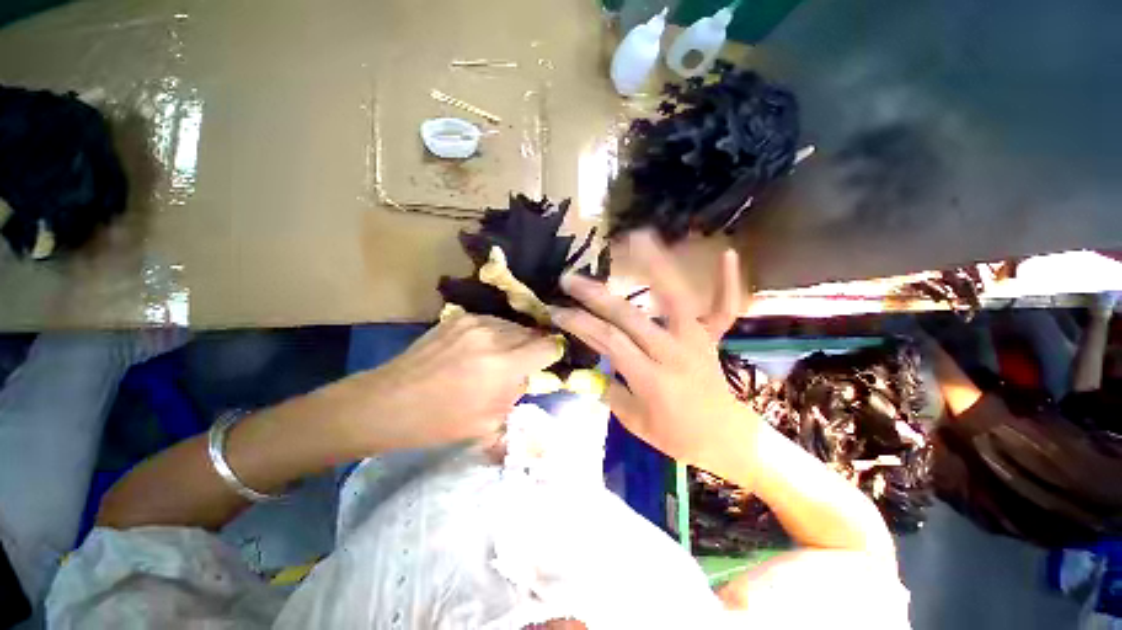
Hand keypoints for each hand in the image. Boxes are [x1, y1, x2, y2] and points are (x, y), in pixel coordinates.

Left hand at [354, 313, 563, 450]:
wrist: (393, 402)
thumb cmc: (441, 422)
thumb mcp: (489, 423)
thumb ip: (514, 396)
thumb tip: (523, 379)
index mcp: (504, 365)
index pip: (548, 345)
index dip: (553, 355)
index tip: (548, 366)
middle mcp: (492, 335)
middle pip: (529, 332)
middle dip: (531, 348)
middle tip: (522, 369)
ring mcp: (470, 323)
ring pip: (507, 325)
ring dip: (510, 340)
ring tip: (497, 361)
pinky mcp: (453, 320)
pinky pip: (485, 323)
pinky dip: (489, 335)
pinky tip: (476, 352)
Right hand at [550, 231, 753, 474]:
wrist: (721, 436)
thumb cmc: (675, 437)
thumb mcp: (634, 422)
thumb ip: (609, 391)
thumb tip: (584, 367)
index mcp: (651, 379)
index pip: (608, 342)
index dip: (579, 324)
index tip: (556, 311)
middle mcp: (674, 352)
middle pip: (629, 316)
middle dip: (596, 296)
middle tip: (570, 279)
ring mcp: (696, 339)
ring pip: (674, 297)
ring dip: (656, 265)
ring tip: (637, 237)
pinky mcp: (711, 336)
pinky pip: (725, 307)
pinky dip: (727, 281)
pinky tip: (727, 253)